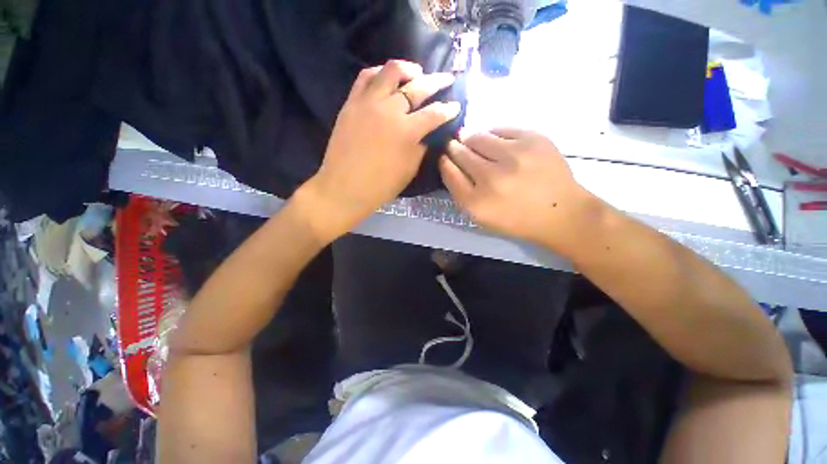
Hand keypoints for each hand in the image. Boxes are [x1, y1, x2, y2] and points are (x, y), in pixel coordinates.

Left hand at [302, 60, 460, 238]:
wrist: (345, 187)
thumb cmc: (381, 186)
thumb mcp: (409, 170)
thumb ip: (420, 148)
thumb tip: (425, 134)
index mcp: (407, 131)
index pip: (434, 113)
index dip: (448, 109)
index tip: (456, 106)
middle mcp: (390, 110)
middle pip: (418, 87)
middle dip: (437, 82)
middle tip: (446, 80)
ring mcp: (368, 103)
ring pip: (391, 71)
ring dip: (409, 69)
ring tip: (416, 73)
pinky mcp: (351, 103)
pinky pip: (365, 77)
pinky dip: (379, 72)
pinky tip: (386, 77)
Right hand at [439, 128, 597, 252]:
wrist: (560, 212)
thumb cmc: (515, 218)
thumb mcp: (481, 216)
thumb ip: (460, 191)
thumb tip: (448, 161)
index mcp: (477, 202)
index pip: (449, 172)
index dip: (444, 161)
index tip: (444, 157)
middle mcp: (492, 178)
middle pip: (460, 152)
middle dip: (454, 147)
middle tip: (455, 145)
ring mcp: (514, 156)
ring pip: (477, 136)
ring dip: (471, 138)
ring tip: (474, 142)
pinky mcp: (533, 139)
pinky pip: (500, 129)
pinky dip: (493, 134)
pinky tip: (497, 144)